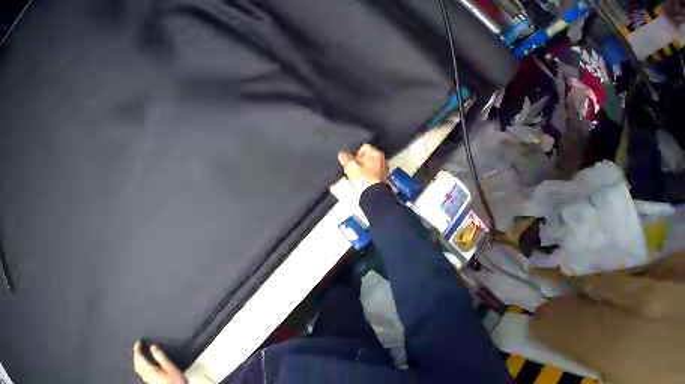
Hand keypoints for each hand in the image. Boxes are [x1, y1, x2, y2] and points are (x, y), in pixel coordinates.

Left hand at [133, 340, 186, 383]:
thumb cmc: (175, 382)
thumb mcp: (171, 368)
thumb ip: (162, 357)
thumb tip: (153, 347)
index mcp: (149, 369)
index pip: (138, 356)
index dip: (137, 348)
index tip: (139, 342)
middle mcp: (146, 375)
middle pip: (136, 363)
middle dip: (136, 354)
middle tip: (138, 348)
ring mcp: (149, 380)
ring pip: (139, 369)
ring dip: (137, 361)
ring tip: (140, 357)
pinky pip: (143, 374)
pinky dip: (142, 368)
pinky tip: (147, 369)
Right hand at [338, 144, 387, 194]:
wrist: (373, 195)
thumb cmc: (365, 181)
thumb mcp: (350, 167)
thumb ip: (345, 159)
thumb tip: (342, 154)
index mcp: (375, 153)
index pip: (363, 147)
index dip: (354, 153)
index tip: (350, 160)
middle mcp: (381, 160)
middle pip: (366, 156)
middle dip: (357, 161)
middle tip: (351, 168)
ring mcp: (382, 169)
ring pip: (368, 165)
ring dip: (361, 169)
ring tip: (355, 176)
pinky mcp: (381, 178)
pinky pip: (370, 173)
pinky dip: (365, 175)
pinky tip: (360, 181)